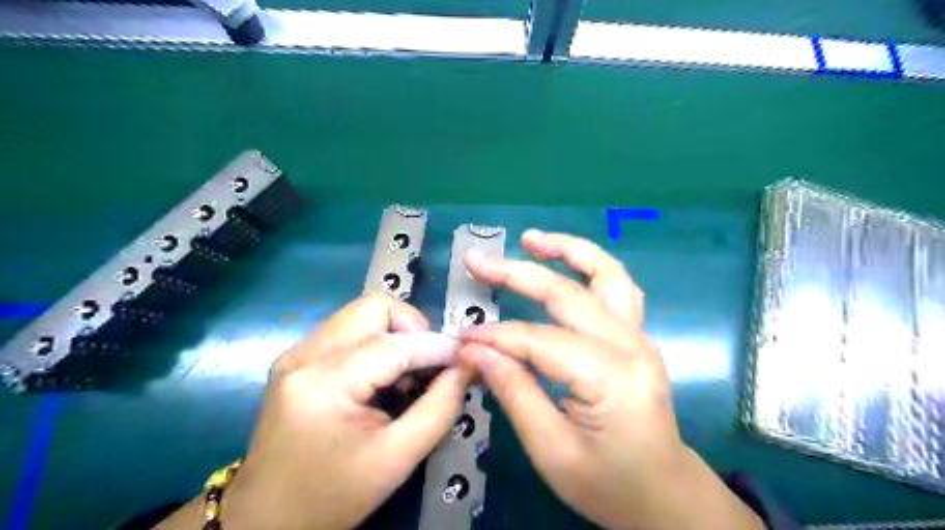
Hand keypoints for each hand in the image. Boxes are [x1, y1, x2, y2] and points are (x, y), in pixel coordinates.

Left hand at [225, 293, 472, 528]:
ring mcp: (297, 353)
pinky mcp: (297, 358)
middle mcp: (305, 354)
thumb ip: (440, 407)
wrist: (265, 520)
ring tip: (406, 375)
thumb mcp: (397, 459)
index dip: (437, 346)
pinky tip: (382, 378)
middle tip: (428, 364)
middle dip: (412, 327)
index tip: (466, 357)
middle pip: (374, 306)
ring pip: (362, 313)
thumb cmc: (332, 496)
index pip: (394, 344)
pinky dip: (376, 342)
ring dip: (395, 334)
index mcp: (324, 381)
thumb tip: (466, 367)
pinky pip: (348, 330)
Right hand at [460, 230, 766, 529]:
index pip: (539, 340)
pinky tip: (565, 263)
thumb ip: (513, 392)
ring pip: (606, 274)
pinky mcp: (637, 337)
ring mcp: (639, 336)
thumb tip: (474, 351)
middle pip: (567, 294)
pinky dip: (588, 267)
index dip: (495, 337)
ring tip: (532, 239)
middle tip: (476, 261)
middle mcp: (631, 346)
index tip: (460, 338)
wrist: (664, 495)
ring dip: (567, 250)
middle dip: (516, 273)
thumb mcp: (551, 450)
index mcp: (610, 378)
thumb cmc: (608, 484)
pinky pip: (615, 288)